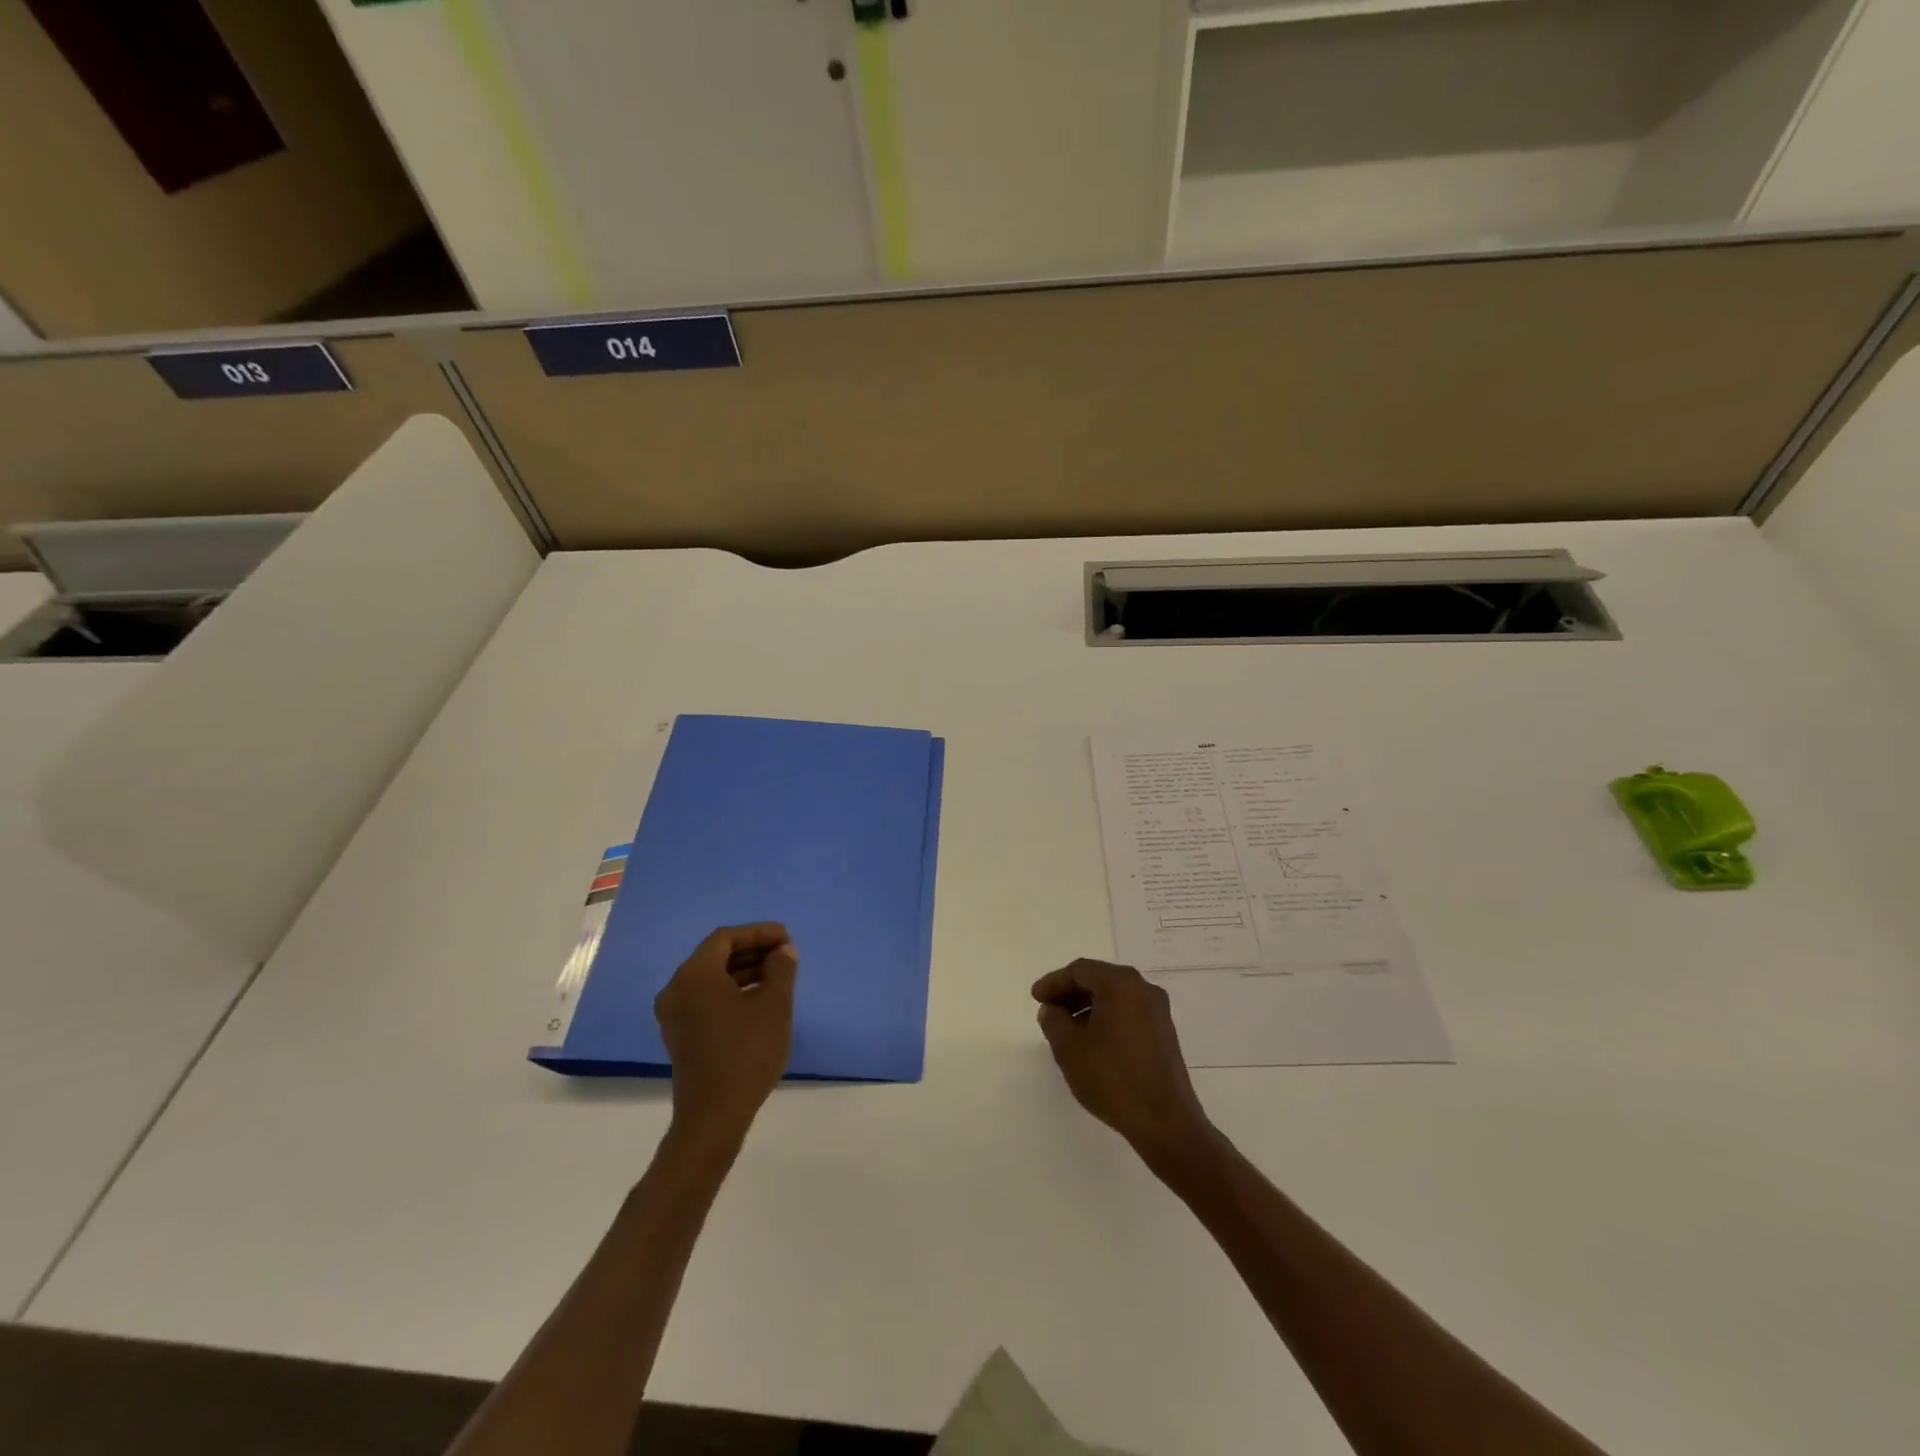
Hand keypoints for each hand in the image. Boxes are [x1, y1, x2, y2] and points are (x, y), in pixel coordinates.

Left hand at [655, 924, 796, 1141]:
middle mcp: (677, 988)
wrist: (714, 1115)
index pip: (726, 938)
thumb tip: (783, 951)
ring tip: (778, 975)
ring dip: (744, 971)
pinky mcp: (680, 1034)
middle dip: (752, 950)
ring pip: (711, 978)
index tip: (786, 937)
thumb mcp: (774, 1004)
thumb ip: (781, 969)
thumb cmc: (747, 1052)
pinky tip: (758, 999)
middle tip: (784, 954)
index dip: (759, 933)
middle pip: (716, 955)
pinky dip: (731, 990)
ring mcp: (674, 1014)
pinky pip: (706, 998)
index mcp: (694, 974)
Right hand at [1033, 958, 1212, 1163]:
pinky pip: (1128, 1013)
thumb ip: (1054, 1021)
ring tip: (1066, 1029)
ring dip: (1087, 1007)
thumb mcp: (1069, 1048)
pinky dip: (1106, 1018)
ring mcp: (1158, 1011)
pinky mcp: (1164, 1034)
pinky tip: (1092, 1042)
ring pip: (1114, 997)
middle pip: (1099, 980)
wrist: (1165, 1122)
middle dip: (1070, 993)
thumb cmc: (1112, 1078)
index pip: (1080, 970)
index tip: (1036, 998)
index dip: (1054, 982)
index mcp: (1121, 983)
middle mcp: (1143, 989)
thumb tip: (1052, 1010)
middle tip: (1048, 1010)